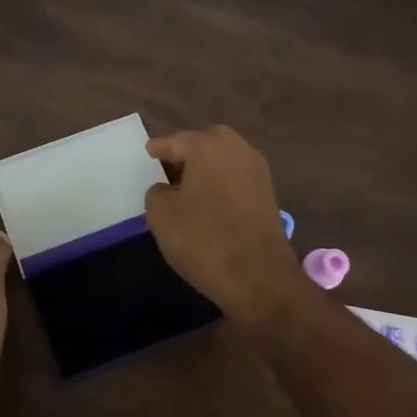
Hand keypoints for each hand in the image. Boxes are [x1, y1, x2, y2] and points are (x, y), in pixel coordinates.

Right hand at [145, 126, 306, 320]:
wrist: (258, 276)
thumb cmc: (203, 238)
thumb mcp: (161, 215)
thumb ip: (157, 192)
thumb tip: (166, 189)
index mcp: (209, 147)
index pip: (177, 140)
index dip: (160, 147)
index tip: (148, 151)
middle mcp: (237, 151)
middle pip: (208, 142)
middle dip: (188, 151)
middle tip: (169, 167)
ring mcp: (257, 173)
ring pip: (226, 159)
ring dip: (207, 167)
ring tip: (186, 187)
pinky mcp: (268, 196)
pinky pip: (237, 178)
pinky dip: (221, 183)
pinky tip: (208, 201)